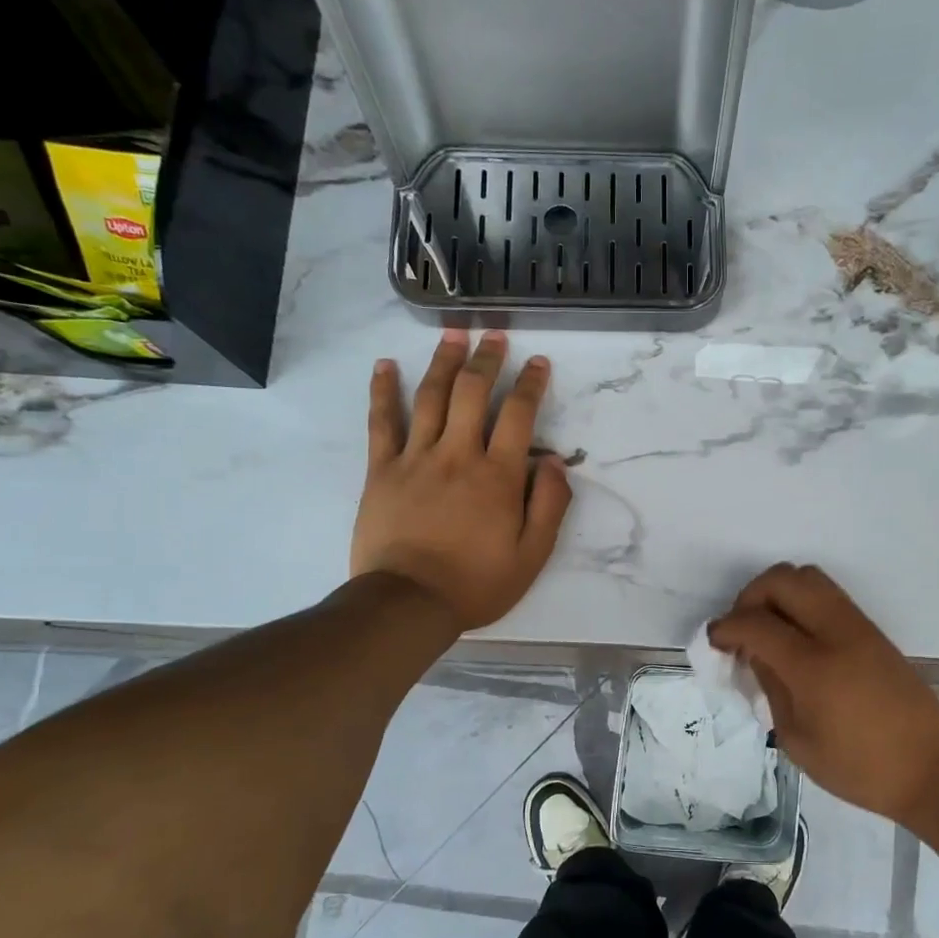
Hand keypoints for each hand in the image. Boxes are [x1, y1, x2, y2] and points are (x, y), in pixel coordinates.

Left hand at [351, 329, 572, 630]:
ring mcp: (416, 458)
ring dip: (443, 361)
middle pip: (472, 393)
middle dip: (487, 359)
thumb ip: (550, 505)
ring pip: (430, 397)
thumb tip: (556, 462)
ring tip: (453, 335)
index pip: (519, 415)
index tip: (538, 363)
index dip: (530, 384)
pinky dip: (383, 391)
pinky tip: (385, 366)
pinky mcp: (382, 470)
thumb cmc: (477, 583)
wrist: (409, 603)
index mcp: (498, 476)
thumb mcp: (533, 554)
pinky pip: (382, 423)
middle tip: (494, 335)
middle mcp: (458, 455)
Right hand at [709, 564, 938, 827]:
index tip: (714, 641)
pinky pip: (828, 595)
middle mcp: (836, 634)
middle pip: (783, 580)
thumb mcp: (797, 740)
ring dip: (778, 592)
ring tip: (768, 628)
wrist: (930, 770)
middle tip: (742, 629)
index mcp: (813, 667)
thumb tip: (754, 654)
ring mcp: (859, 627)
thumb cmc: (859, 769)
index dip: (726, 627)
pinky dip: (801, 601)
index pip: (756, 623)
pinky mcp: (873, 630)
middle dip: (750, 596)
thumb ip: (770, 688)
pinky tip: (795, 636)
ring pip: (809, 577)